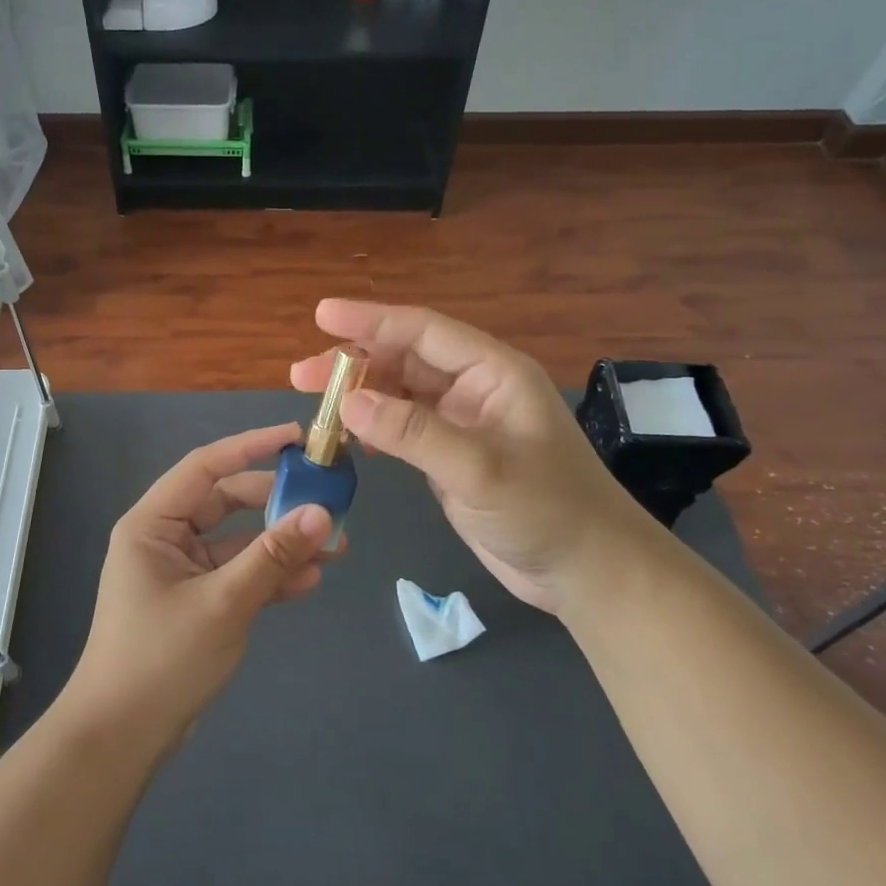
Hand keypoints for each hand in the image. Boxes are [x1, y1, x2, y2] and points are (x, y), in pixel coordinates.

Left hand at [60, 423, 338, 748]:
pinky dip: (270, 576)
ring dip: (281, 544)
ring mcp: (182, 571)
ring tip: (336, 546)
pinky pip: (238, 575)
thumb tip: (323, 513)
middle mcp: (165, 538)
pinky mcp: (197, 601)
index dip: (252, 447)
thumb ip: (273, 557)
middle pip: (227, 502)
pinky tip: (310, 581)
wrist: (122, 738)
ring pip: (238, 542)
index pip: (206, 466)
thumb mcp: (223, 603)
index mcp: (153, 523)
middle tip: (328, 500)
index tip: (296, 437)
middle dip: (277, 503)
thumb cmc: (161, 658)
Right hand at [291, 300, 664, 621]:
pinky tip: (347, 438)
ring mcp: (462, 425)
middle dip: (354, 364)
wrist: (585, 570)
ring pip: (400, 396)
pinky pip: (403, 431)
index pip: (423, 331)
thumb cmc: (546, 510)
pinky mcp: (451, 459)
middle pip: (405, 361)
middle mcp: (475, 390)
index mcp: (492, 373)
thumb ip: (413, 432)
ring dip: (359, 398)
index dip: (371, 321)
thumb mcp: (479, 468)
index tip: (322, 315)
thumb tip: (348, 403)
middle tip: (300, 376)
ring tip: (312, 407)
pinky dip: (374, 430)